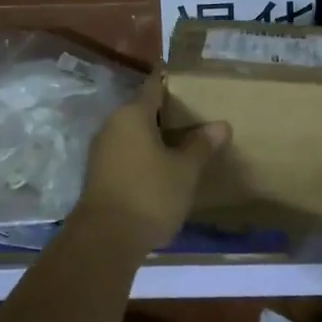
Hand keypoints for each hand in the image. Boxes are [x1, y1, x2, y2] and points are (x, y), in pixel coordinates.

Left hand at [75, 74, 229, 252]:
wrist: (106, 239)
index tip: (193, 82)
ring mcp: (102, 150)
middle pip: (143, 110)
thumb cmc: (150, 195)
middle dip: (168, 113)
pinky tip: (165, 168)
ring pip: (134, 134)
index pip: (154, 86)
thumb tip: (221, 125)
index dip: (173, 82)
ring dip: (156, 137)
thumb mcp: (184, 170)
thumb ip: (201, 145)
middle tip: (199, 117)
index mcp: (132, 114)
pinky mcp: (99, 174)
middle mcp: (112, 125)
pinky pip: (127, 153)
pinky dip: (145, 155)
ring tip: (186, 144)